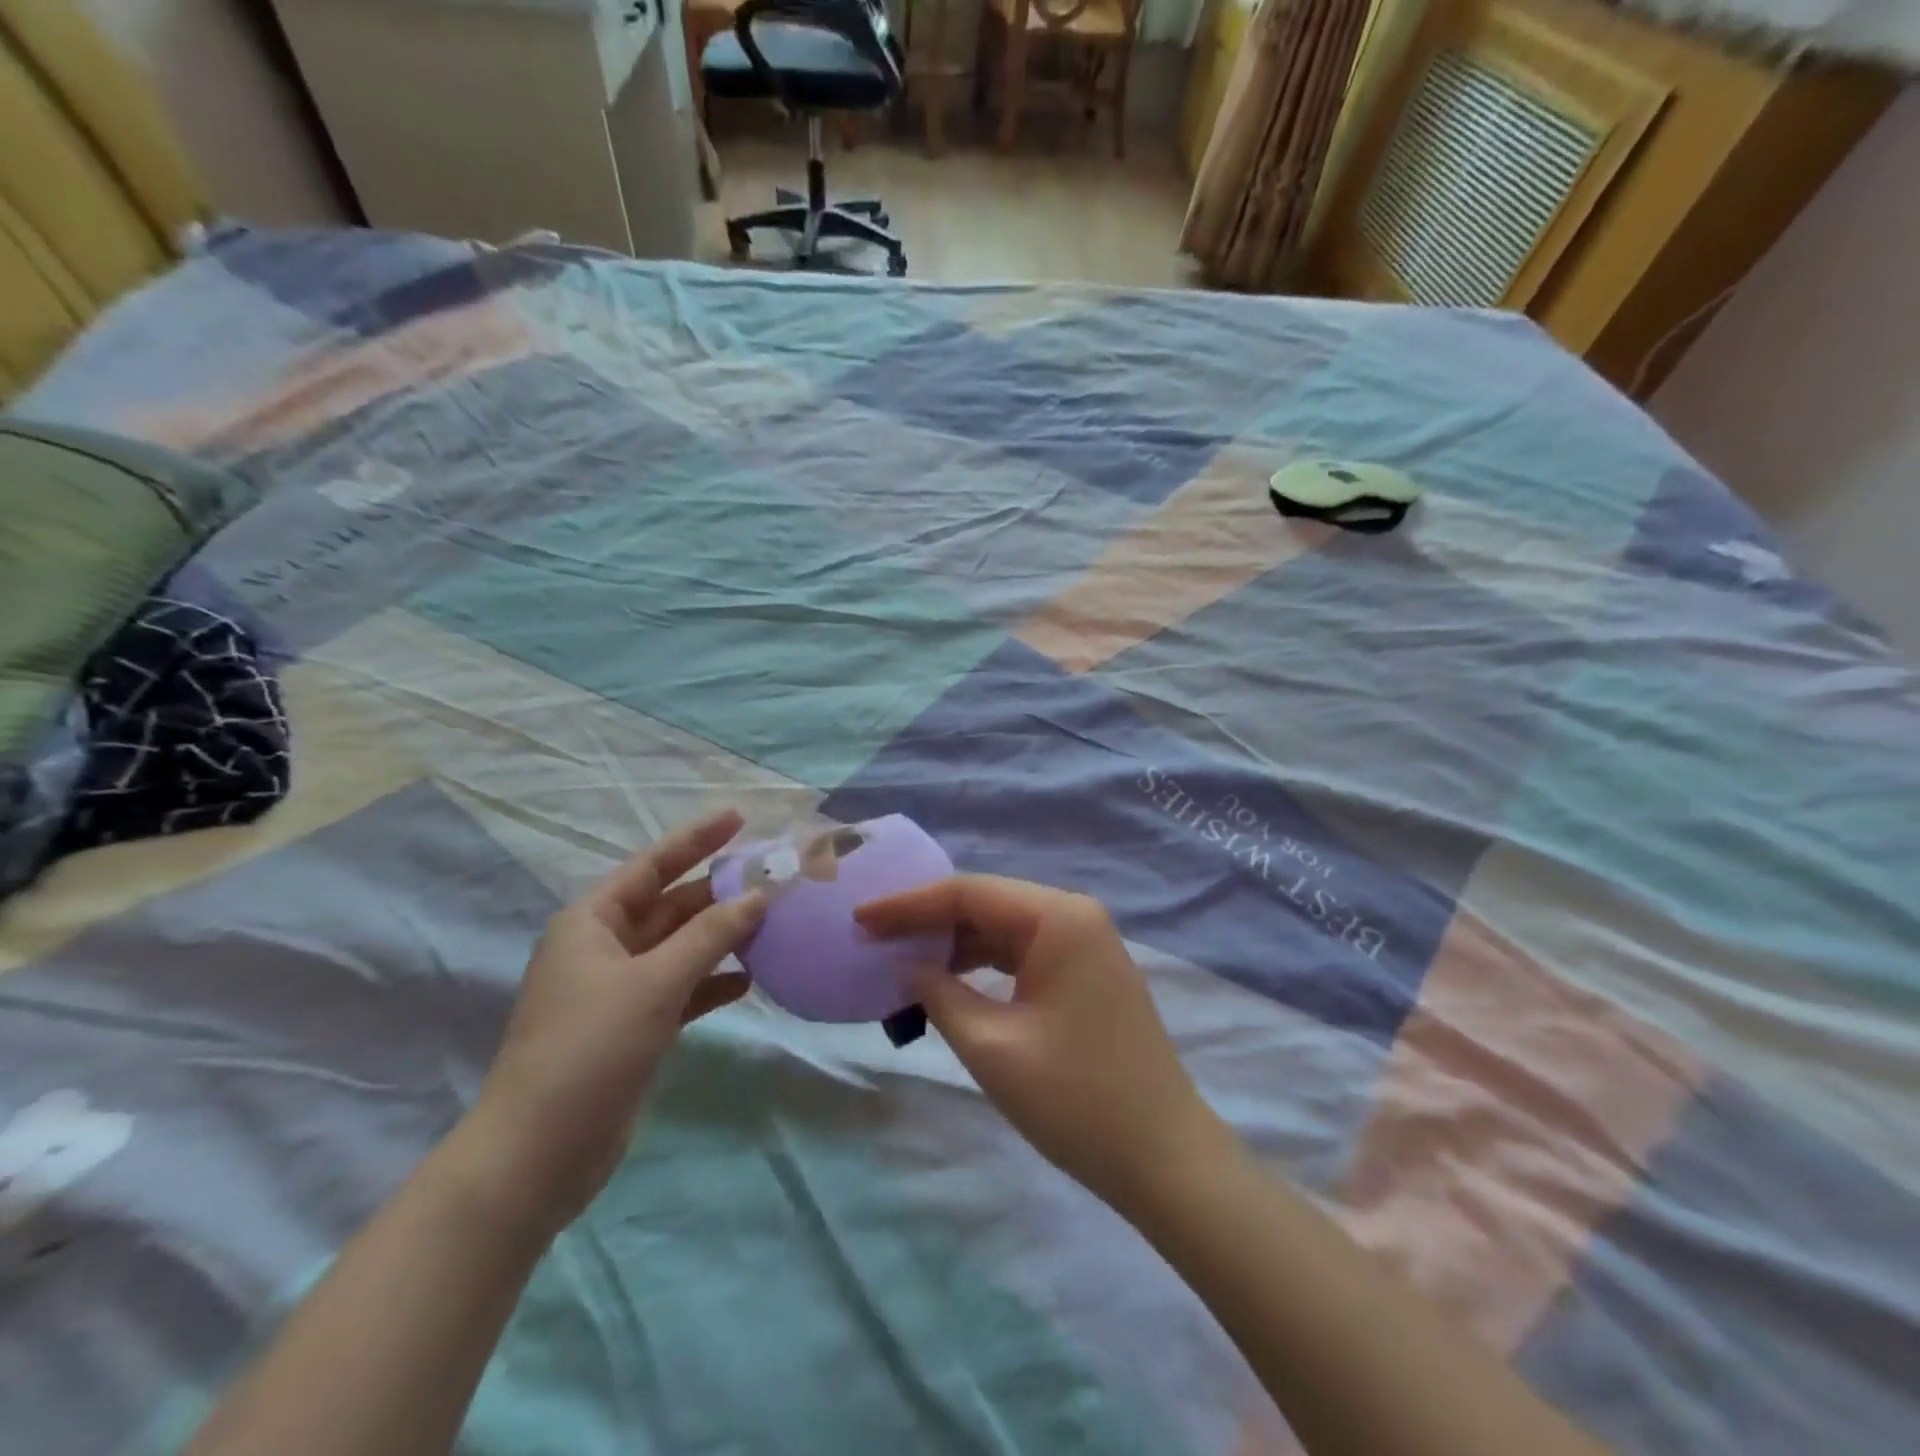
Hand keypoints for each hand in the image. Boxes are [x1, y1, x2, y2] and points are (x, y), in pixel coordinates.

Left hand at [471, 810, 765, 1229]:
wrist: (538, 1154)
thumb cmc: (590, 1049)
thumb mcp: (655, 982)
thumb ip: (711, 935)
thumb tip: (760, 895)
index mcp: (592, 921)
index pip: (652, 865)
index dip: (696, 839)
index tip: (739, 817)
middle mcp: (605, 947)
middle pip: (672, 906)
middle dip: (720, 893)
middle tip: (774, 877)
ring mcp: (620, 989)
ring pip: (681, 947)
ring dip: (722, 937)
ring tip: (774, 922)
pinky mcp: (635, 1027)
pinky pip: (683, 988)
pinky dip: (713, 981)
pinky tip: (750, 979)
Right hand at [855, 875, 1226, 1211]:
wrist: (1164, 1159)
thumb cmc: (1076, 1099)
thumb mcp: (993, 1047)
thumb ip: (940, 995)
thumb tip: (910, 967)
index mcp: (1059, 917)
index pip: (969, 893)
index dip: (908, 905)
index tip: (860, 919)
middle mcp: (1076, 916)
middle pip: (988, 904)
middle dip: (929, 921)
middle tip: (874, 940)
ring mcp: (1087, 945)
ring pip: (1005, 929)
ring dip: (955, 944)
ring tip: (902, 961)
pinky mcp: (1088, 975)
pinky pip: (1025, 954)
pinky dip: (984, 966)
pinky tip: (950, 982)